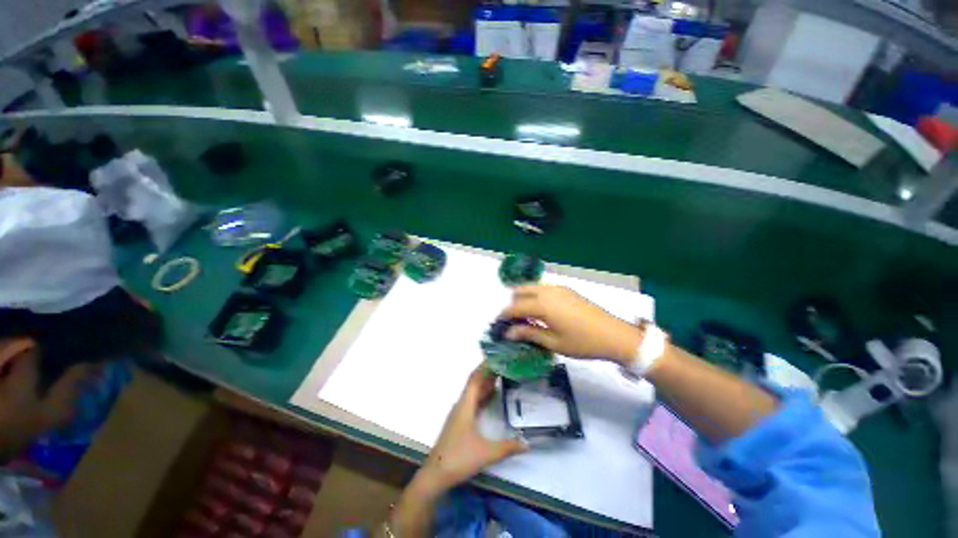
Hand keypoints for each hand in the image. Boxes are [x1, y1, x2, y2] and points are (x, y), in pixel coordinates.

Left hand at [415, 367, 525, 495]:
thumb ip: (507, 447)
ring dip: (485, 382)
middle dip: (488, 371)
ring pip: (474, 391)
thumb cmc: (459, 458)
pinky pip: (473, 400)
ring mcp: (459, 412)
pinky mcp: (460, 420)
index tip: (496, 355)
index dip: (485, 366)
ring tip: (501, 374)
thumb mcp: (486, 453)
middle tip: (504, 363)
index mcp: (465, 404)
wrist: (436, 474)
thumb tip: (527, 442)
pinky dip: (483, 394)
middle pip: (475, 382)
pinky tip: (492, 396)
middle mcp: (462, 404)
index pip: (475, 378)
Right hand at [499, 285, 641, 364]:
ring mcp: (558, 288)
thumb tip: (509, 333)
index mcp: (543, 304)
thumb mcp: (553, 342)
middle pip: (521, 290)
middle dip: (512, 303)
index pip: (515, 306)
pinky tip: (540, 312)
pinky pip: (543, 288)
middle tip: (512, 321)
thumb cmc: (583, 342)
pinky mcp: (566, 290)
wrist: (614, 335)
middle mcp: (548, 291)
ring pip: (532, 287)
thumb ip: (529, 333)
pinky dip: (535, 296)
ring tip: (525, 317)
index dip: (505, 315)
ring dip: (523, 298)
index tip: (499, 325)